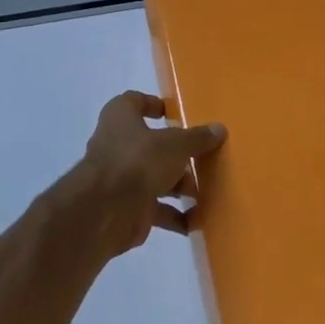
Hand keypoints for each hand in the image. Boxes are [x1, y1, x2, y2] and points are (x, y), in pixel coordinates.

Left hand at [64, 92, 227, 259]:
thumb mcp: (175, 144)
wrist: (105, 211)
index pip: (134, 102)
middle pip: (151, 145)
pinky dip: (175, 216)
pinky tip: (196, 221)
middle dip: (178, 155)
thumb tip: (219, 129)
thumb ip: (197, 138)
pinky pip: (155, 209)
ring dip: (180, 187)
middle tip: (204, 160)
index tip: (177, 115)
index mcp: (121, 118)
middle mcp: (117, 145)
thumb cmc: (138, 161)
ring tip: (206, 193)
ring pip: (155, 178)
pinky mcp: (126, 208)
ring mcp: (120, 178)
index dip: (154, 105)